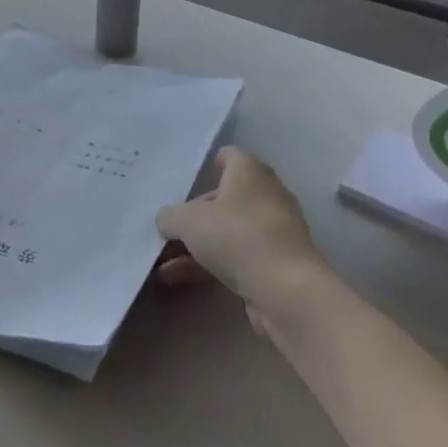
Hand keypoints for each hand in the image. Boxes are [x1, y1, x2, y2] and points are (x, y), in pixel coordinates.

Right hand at [155, 148, 332, 328]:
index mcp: (250, 172)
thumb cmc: (236, 236)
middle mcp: (265, 195)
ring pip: (226, 231)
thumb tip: (167, 220)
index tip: (184, 182)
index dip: (208, 165)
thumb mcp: (188, 221)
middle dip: (194, 215)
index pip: (229, 156)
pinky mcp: (274, 264)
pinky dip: (207, 264)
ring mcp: (272, 231)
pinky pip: (234, 257)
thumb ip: (170, 216)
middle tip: (167, 229)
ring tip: (162, 263)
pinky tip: (176, 278)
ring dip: (195, 245)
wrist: (285, 290)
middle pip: (224, 198)